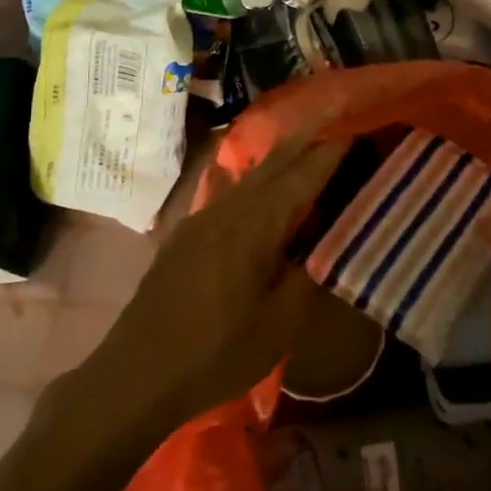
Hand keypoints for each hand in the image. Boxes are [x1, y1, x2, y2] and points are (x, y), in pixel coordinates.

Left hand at [67, 139, 343, 437]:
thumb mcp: (279, 327)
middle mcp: (228, 210)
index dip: (330, 152)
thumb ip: (307, 277)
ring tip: (307, 141)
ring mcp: (203, 219)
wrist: (135, 377)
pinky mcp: (187, 234)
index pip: (302, 177)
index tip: (356, 129)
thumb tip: (325, 244)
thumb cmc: (215, 355)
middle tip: (335, 113)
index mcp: (255, 226)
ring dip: (282, 156)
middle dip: (306, 138)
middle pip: (274, 163)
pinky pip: (231, 191)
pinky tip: (256, 178)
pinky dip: (256, 178)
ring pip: (251, 175)